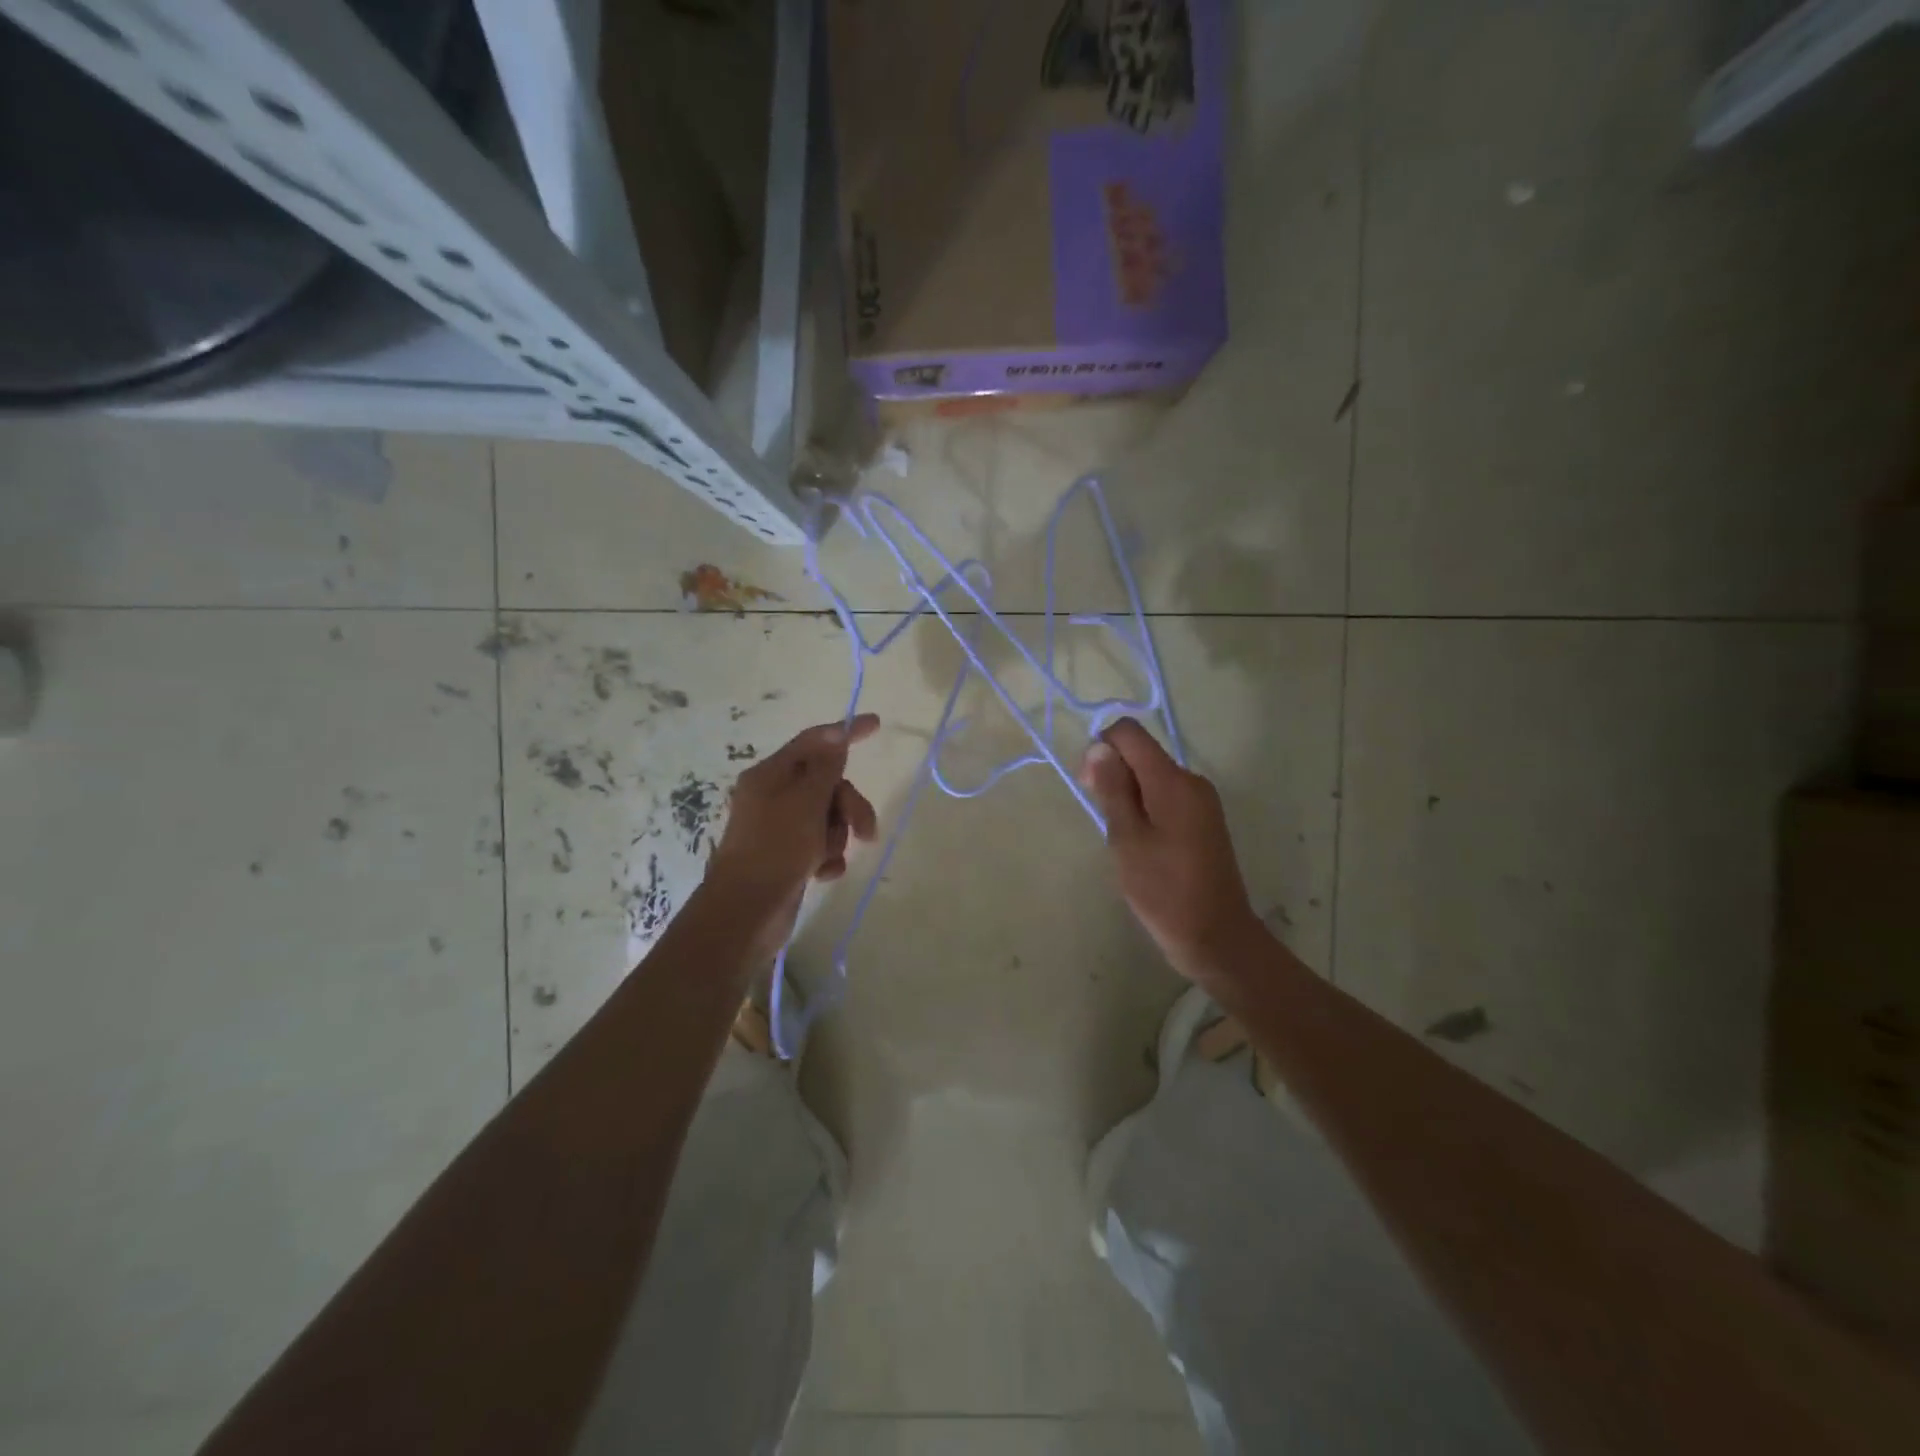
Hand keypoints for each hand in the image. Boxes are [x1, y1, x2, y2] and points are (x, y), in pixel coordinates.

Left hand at [706, 714, 880, 961]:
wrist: (746, 914)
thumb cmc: (775, 850)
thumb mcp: (806, 802)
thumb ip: (826, 767)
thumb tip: (836, 734)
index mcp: (770, 775)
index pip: (813, 742)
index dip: (845, 732)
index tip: (876, 724)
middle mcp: (772, 796)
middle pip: (826, 784)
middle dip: (848, 805)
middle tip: (865, 831)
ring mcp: (779, 828)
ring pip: (827, 817)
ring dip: (837, 835)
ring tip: (829, 858)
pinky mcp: (787, 856)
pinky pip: (820, 845)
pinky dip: (827, 857)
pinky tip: (824, 874)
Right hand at [1080, 718, 1264, 984]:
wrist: (1216, 936)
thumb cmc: (1164, 890)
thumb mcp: (1127, 839)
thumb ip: (1112, 789)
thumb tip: (1100, 747)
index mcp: (1173, 781)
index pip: (1130, 733)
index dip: (1102, 747)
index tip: (1090, 785)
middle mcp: (1192, 781)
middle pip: (1142, 754)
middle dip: (1114, 774)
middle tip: (1104, 820)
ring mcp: (1202, 801)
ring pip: (1152, 778)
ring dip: (1128, 796)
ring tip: (1123, 840)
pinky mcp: (1204, 821)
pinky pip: (1166, 797)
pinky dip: (1146, 809)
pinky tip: (1142, 845)